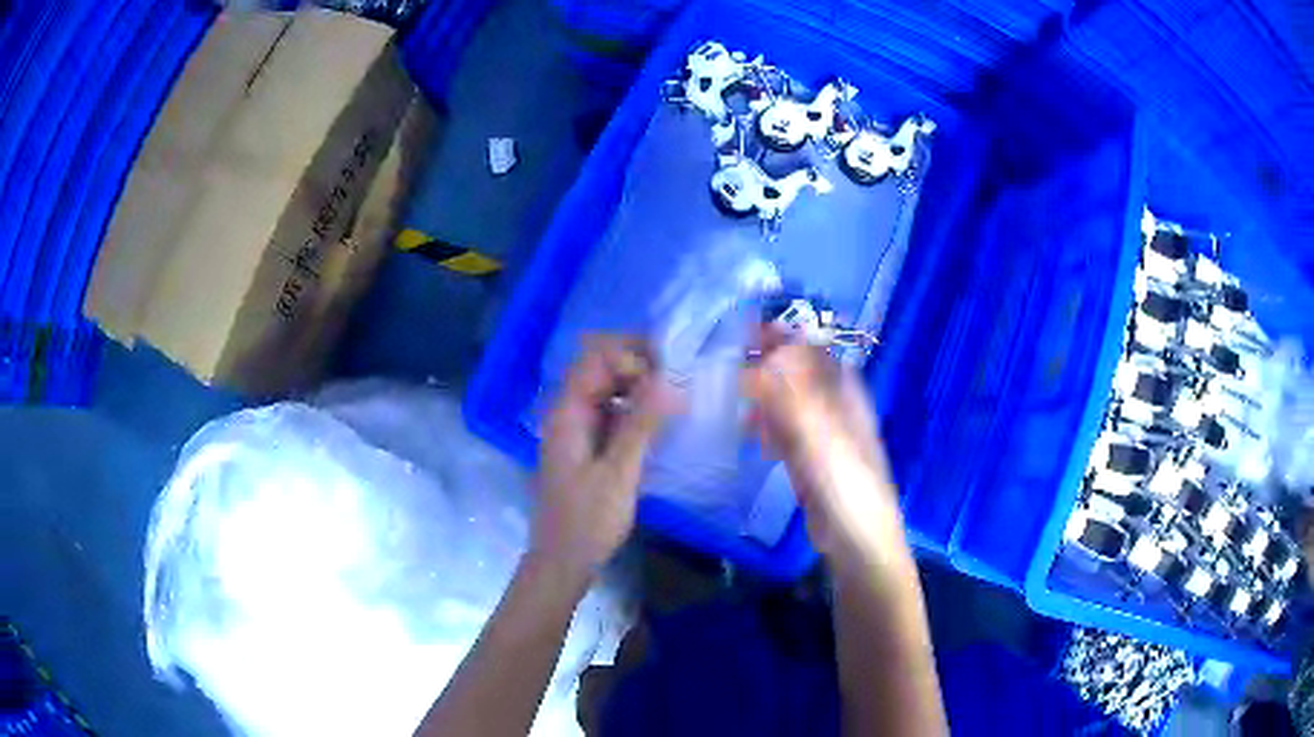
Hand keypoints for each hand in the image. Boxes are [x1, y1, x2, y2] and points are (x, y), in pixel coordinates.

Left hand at [535, 336, 678, 574]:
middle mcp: (567, 413)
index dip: (630, 354)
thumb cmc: (588, 520)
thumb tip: (669, 379)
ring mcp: (575, 429)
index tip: (667, 371)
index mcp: (567, 413)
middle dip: (637, 364)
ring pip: (606, 390)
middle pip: (599, 368)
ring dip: (637, 386)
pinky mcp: (585, 446)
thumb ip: (641, 424)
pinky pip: (609, 412)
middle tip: (676, 378)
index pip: (595, 357)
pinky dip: (633, 408)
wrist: (563, 561)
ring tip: (673, 395)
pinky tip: (657, 420)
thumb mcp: (619, 473)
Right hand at [742, 331, 904, 563]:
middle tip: (729, 361)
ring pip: (787, 403)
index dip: (783, 337)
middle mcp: (833, 408)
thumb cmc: (846, 484)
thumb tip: (758, 360)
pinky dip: (767, 427)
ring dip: (763, 396)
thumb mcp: (818, 436)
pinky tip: (750, 435)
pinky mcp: (807, 461)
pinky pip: (783, 433)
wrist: (856, 540)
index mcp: (845, 394)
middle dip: (767, 365)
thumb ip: (789, 398)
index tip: (746, 331)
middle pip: (797, 375)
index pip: (813, 351)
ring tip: (732, 395)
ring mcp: (820, 435)